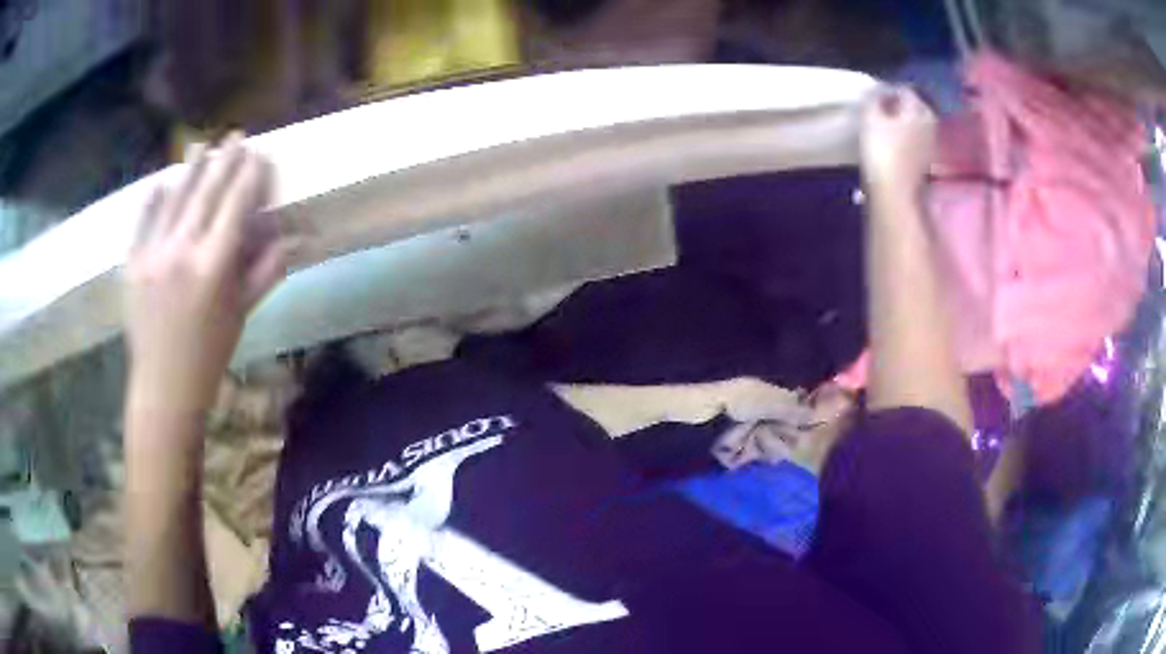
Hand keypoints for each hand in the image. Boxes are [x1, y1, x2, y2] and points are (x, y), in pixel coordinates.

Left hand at [125, 133, 287, 419]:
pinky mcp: (132, 262)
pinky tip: (161, 181)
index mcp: (214, 266)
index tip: (259, 154)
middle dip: (224, 160)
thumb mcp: (242, 313)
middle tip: (235, 137)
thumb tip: (292, 236)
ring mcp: (152, 253)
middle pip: (206, 192)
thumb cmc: (210, 352)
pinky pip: (143, 220)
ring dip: (190, 168)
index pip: (235, 204)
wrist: (164, 385)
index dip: (249, 175)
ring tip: (202, 145)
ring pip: (174, 198)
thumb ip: (266, 270)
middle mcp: (182, 250)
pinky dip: (153, 198)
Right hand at [860, 85, 936, 197]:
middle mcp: (929, 123)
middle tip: (880, 108)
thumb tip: (877, 91)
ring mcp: (930, 144)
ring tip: (886, 124)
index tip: (872, 96)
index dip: (887, 90)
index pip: (903, 90)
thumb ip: (873, 98)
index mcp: (919, 109)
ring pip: (916, 124)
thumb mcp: (870, 117)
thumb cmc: (882, 150)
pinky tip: (894, 142)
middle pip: (914, 107)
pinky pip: (916, 139)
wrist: (895, 193)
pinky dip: (906, 137)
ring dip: (903, 122)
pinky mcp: (926, 161)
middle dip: (899, 105)